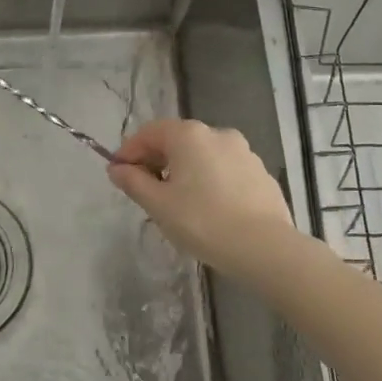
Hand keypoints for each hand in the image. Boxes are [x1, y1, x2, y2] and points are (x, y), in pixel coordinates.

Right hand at [107, 119, 295, 276]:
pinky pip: (224, 170)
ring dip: (184, 170)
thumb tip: (117, 169)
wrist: (264, 248)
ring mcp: (244, 152)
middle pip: (177, 140)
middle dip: (156, 160)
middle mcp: (218, 134)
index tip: (118, 174)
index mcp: (189, 135)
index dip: (129, 151)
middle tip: (144, 189)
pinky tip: (207, 208)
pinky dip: (208, 180)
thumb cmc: (202, 221)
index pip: (149, 132)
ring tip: (176, 202)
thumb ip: (133, 182)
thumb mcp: (158, 204)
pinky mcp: (261, 173)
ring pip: (202, 155)